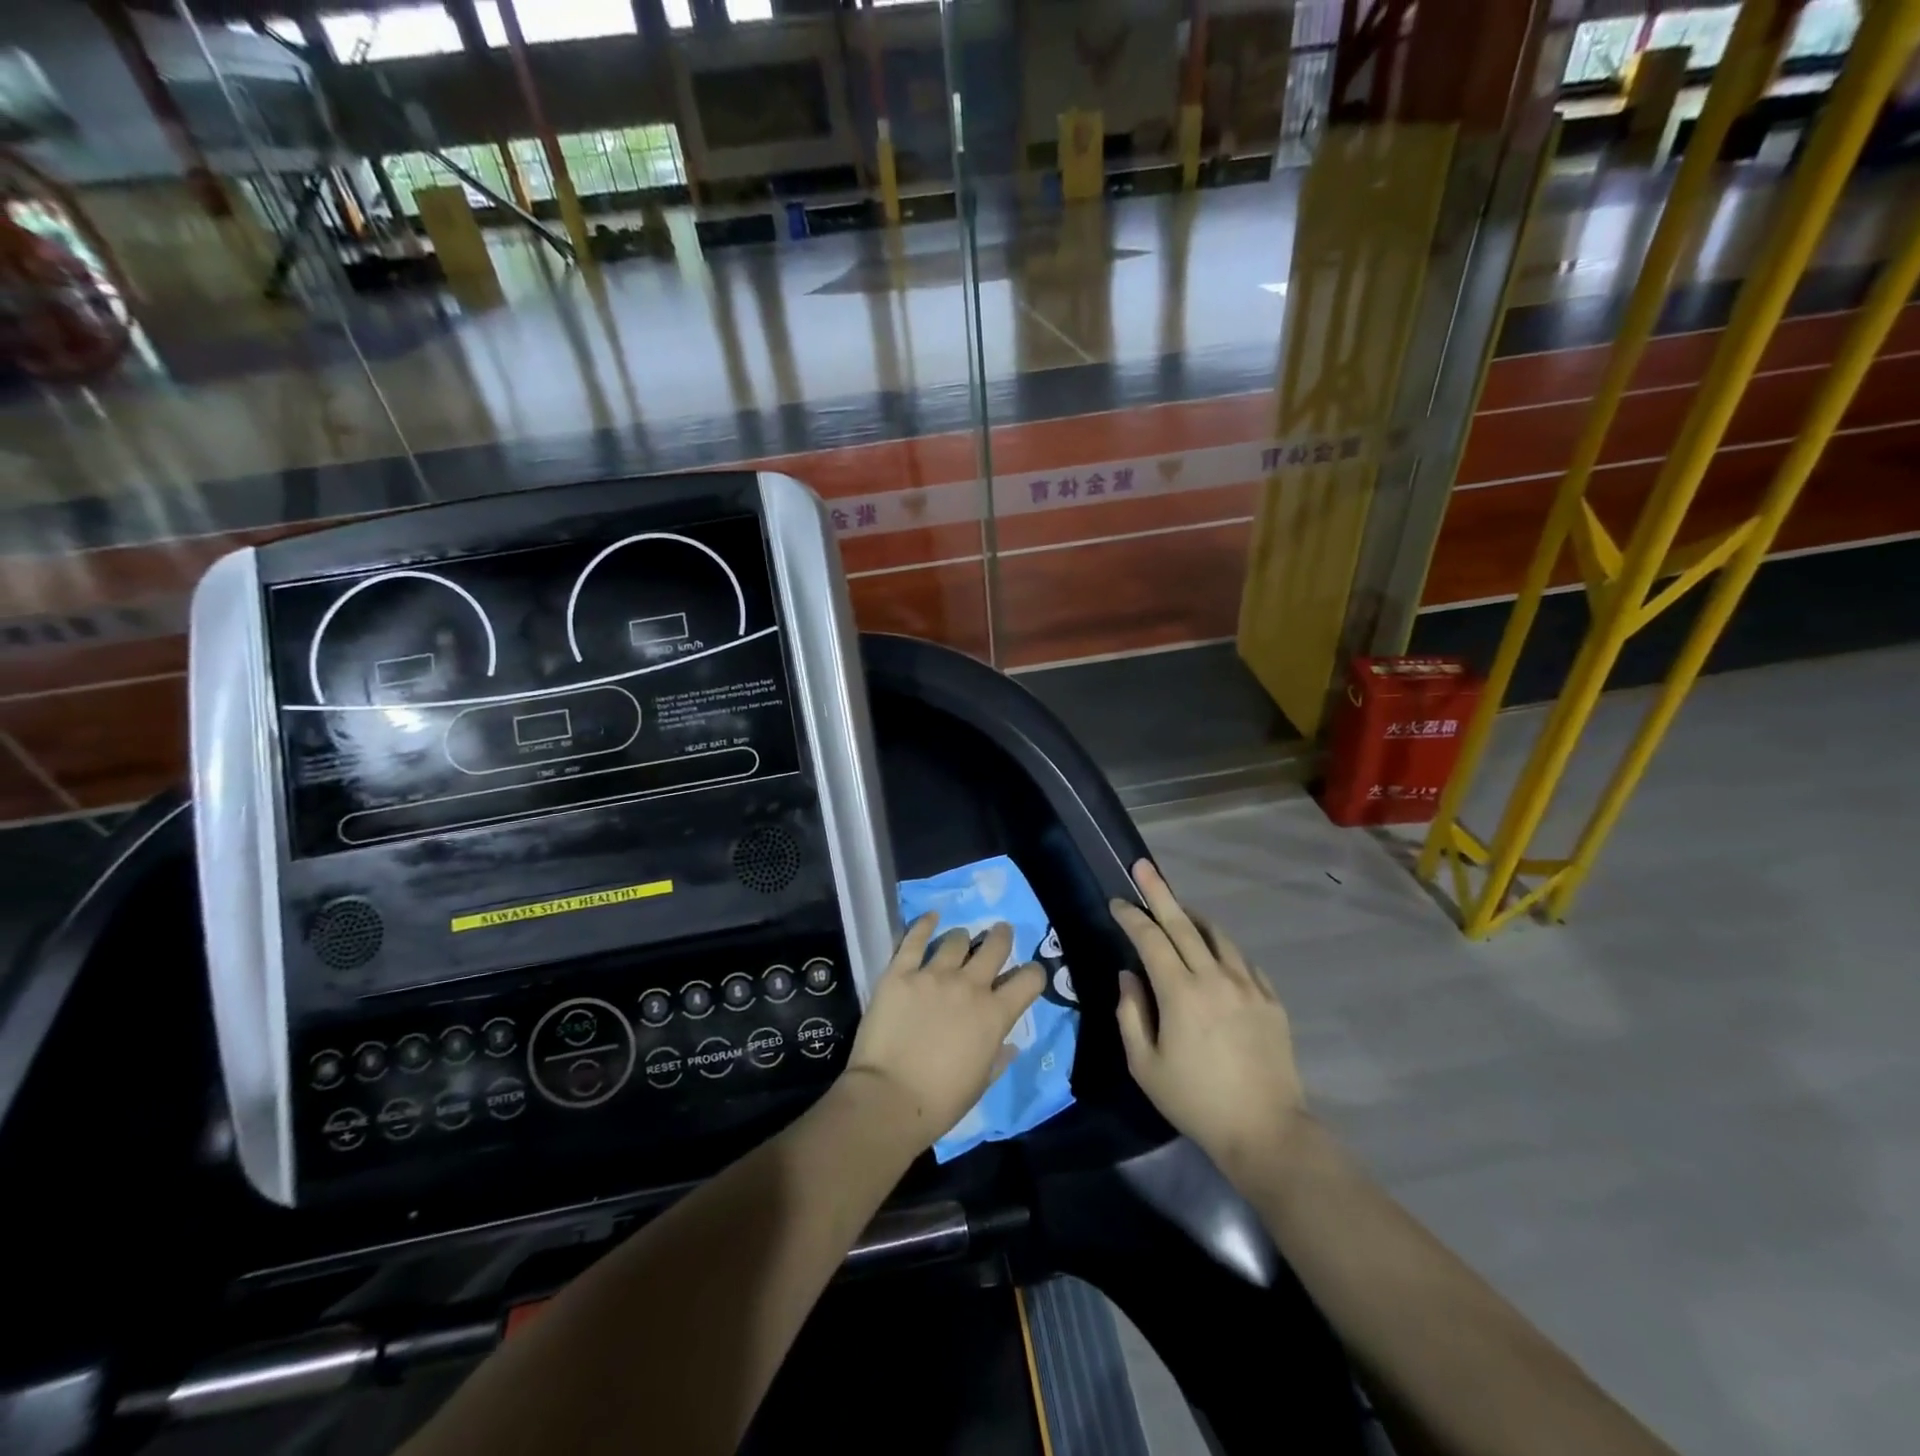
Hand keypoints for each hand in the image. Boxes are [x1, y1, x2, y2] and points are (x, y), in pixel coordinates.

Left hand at [843, 915, 1044, 1151]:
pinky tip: (931, 918)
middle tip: (999, 933)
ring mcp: (933, 975)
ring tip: (960, 938)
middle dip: (1001, 936)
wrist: (889, 1098)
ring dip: (962, 938)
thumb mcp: (981, 1083)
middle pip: (995, 946)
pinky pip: (915, 939)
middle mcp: (970, 986)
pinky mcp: (900, 972)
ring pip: (956, 939)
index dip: (1033, 974)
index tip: (1027, 974)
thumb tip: (1009, 1044)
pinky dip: (925, 925)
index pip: (1029, 980)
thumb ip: (997, 1057)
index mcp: (995, 1015)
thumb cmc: (940, 1101)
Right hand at [1111, 860, 1305, 1181]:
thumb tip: (1129, 976)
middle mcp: (1215, 978)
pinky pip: (1242, 960)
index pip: (1150, 939)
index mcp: (1180, 993)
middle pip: (1182, 923)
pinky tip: (1215, 955)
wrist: (1266, 1131)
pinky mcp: (1271, 1000)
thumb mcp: (1145, 1065)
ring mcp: (1248, 985)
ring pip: (1217, 936)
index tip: (1116, 902)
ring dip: (1193, 917)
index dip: (1131, 917)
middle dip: (1159, 892)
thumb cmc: (1195, 1101)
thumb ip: (1130, 1014)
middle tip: (1143, 867)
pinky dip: (1222, 948)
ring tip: (1178, 910)